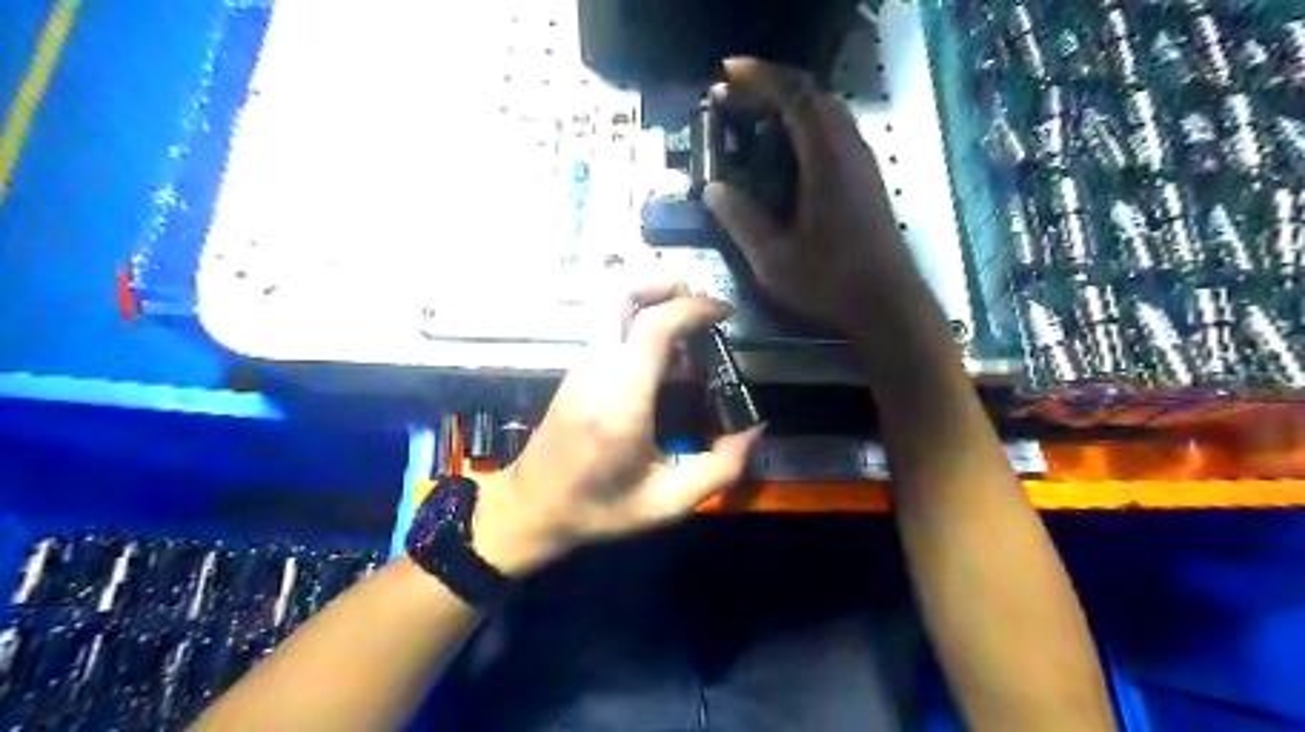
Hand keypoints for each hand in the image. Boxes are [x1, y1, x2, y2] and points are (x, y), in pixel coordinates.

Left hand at [473, 283, 765, 575]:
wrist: (531, 509)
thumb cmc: (598, 509)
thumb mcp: (667, 504)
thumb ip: (720, 469)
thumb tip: (754, 429)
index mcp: (621, 401)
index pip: (653, 326)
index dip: (694, 308)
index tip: (725, 312)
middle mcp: (596, 369)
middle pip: (619, 291)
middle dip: (663, 281)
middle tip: (699, 303)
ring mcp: (581, 364)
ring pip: (610, 303)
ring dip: (651, 299)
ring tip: (688, 328)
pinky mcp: (576, 368)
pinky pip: (608, 325)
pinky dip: (639, 319)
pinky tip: (664, 355)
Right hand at [705, 57, 916, 334]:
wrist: (888, 305)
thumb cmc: (830, 282)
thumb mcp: (773, 258)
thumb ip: (741, 220)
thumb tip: (712, 189)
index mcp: (827, 160)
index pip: (795, 96)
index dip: (760, 77)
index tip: (727, 73)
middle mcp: (850, 151)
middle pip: (814, 95)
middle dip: (773, 85)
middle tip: (737, 95)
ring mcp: (863, 164)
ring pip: (829, 113)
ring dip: (792, 104)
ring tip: (757, 117)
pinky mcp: (867, 180)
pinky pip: (836, 133)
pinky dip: (807, 126)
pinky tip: (786, 151)